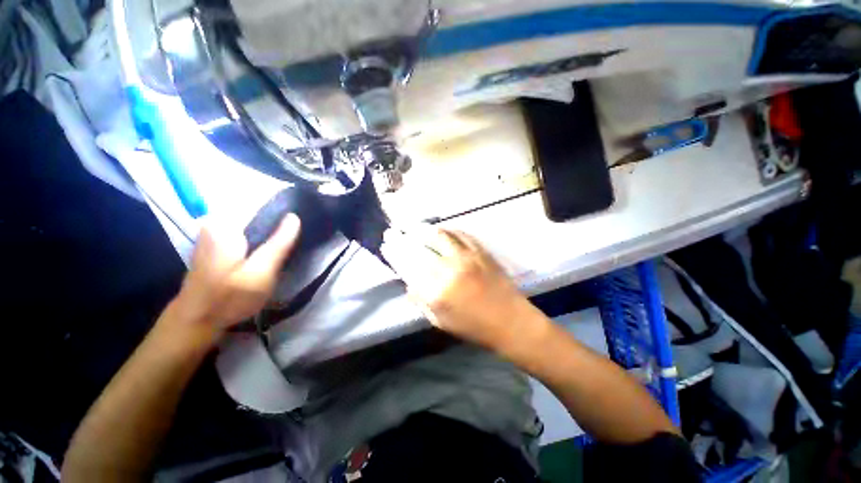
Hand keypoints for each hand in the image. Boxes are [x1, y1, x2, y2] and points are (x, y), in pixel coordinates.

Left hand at [171, 214, 300, 338]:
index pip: (262, 206)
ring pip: (252, 228)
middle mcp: (217, 224)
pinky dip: (258, 242)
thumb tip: (294, 217)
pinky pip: (245, 237)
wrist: (195, 322)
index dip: (284, 213)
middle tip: (295, 242)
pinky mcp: (216, 247)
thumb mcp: (262, 271)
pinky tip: (267, 256)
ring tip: (285, 249)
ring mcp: (213, 235)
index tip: (302, 224)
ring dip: (269, 236)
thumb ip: (279, 243)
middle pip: (257, 217)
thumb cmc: (230, 297)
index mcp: (226, 225)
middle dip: (278, 226)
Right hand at [381, 226, 537, 349]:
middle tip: (393, 231)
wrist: (510, 321)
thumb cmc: (474, 327)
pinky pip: (460, 234)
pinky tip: (439, 229)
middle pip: (420, 247)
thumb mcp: (440, 321)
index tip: (386, 245)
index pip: (408, 265)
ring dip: (422, 228)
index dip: (395, 253)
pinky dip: (447, 230)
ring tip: (412, 226)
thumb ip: (421, 300)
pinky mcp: (481, 251)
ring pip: (439, 235)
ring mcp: (467, 257)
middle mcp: (449, 269)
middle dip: (402, 237)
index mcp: (437, 291)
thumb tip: (408, 281)